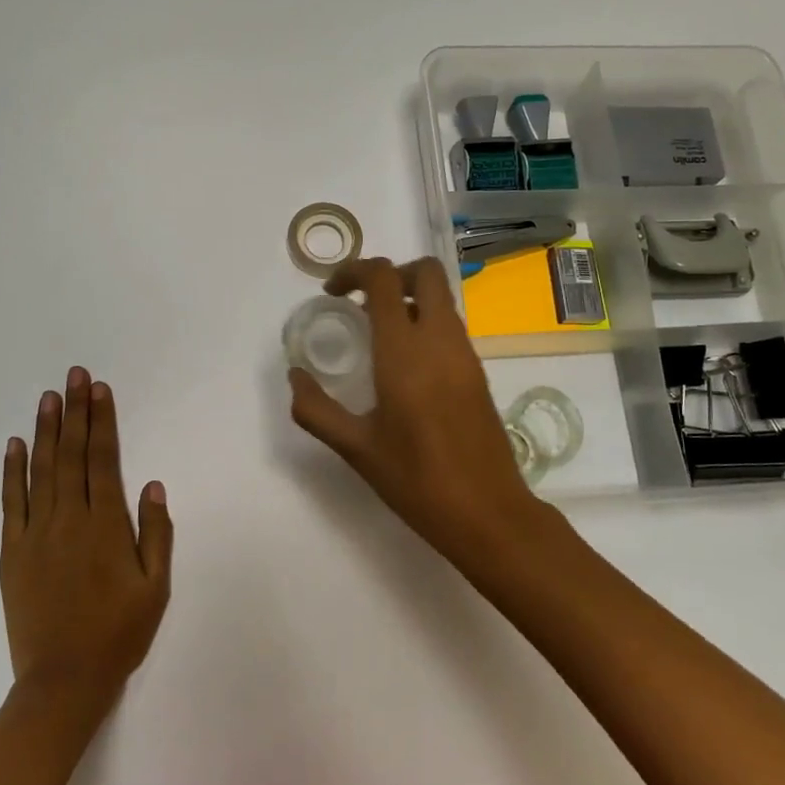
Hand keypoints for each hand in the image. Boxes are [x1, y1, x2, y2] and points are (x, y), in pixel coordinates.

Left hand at [0, 367, 173, 709]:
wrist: (62, 681)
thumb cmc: (118, 633)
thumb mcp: (155, 588)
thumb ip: (156, 534)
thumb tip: (153, 486)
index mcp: (106, 526)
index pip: (103, 460)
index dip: (102, 422)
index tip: (100, 390)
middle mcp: (69, 520)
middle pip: (71, 455)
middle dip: (75, 411)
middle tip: (75, 375)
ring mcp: (36, 534)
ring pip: (41, 470)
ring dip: (45, 431)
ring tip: (49, 396)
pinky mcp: (13, 552)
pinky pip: (11, 502)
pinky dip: (12, 471)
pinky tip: (14, 445)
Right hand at [288, 256, 542, 554]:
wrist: (489, 513)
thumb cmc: (417, 481)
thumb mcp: (356, 448)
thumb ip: (316, 409)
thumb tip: (295, 377)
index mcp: (406, 352)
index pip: (384, 279)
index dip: (354, 271)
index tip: (332, 293)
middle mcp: (441, 341)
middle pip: (425, 272)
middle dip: (390, 273)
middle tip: (361, 303)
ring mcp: (466, 354)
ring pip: (441, 298)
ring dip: (408, 298)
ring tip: (376, 335)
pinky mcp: (478, 372)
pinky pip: (450, 326)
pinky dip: (425, 322)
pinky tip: (403, 364)